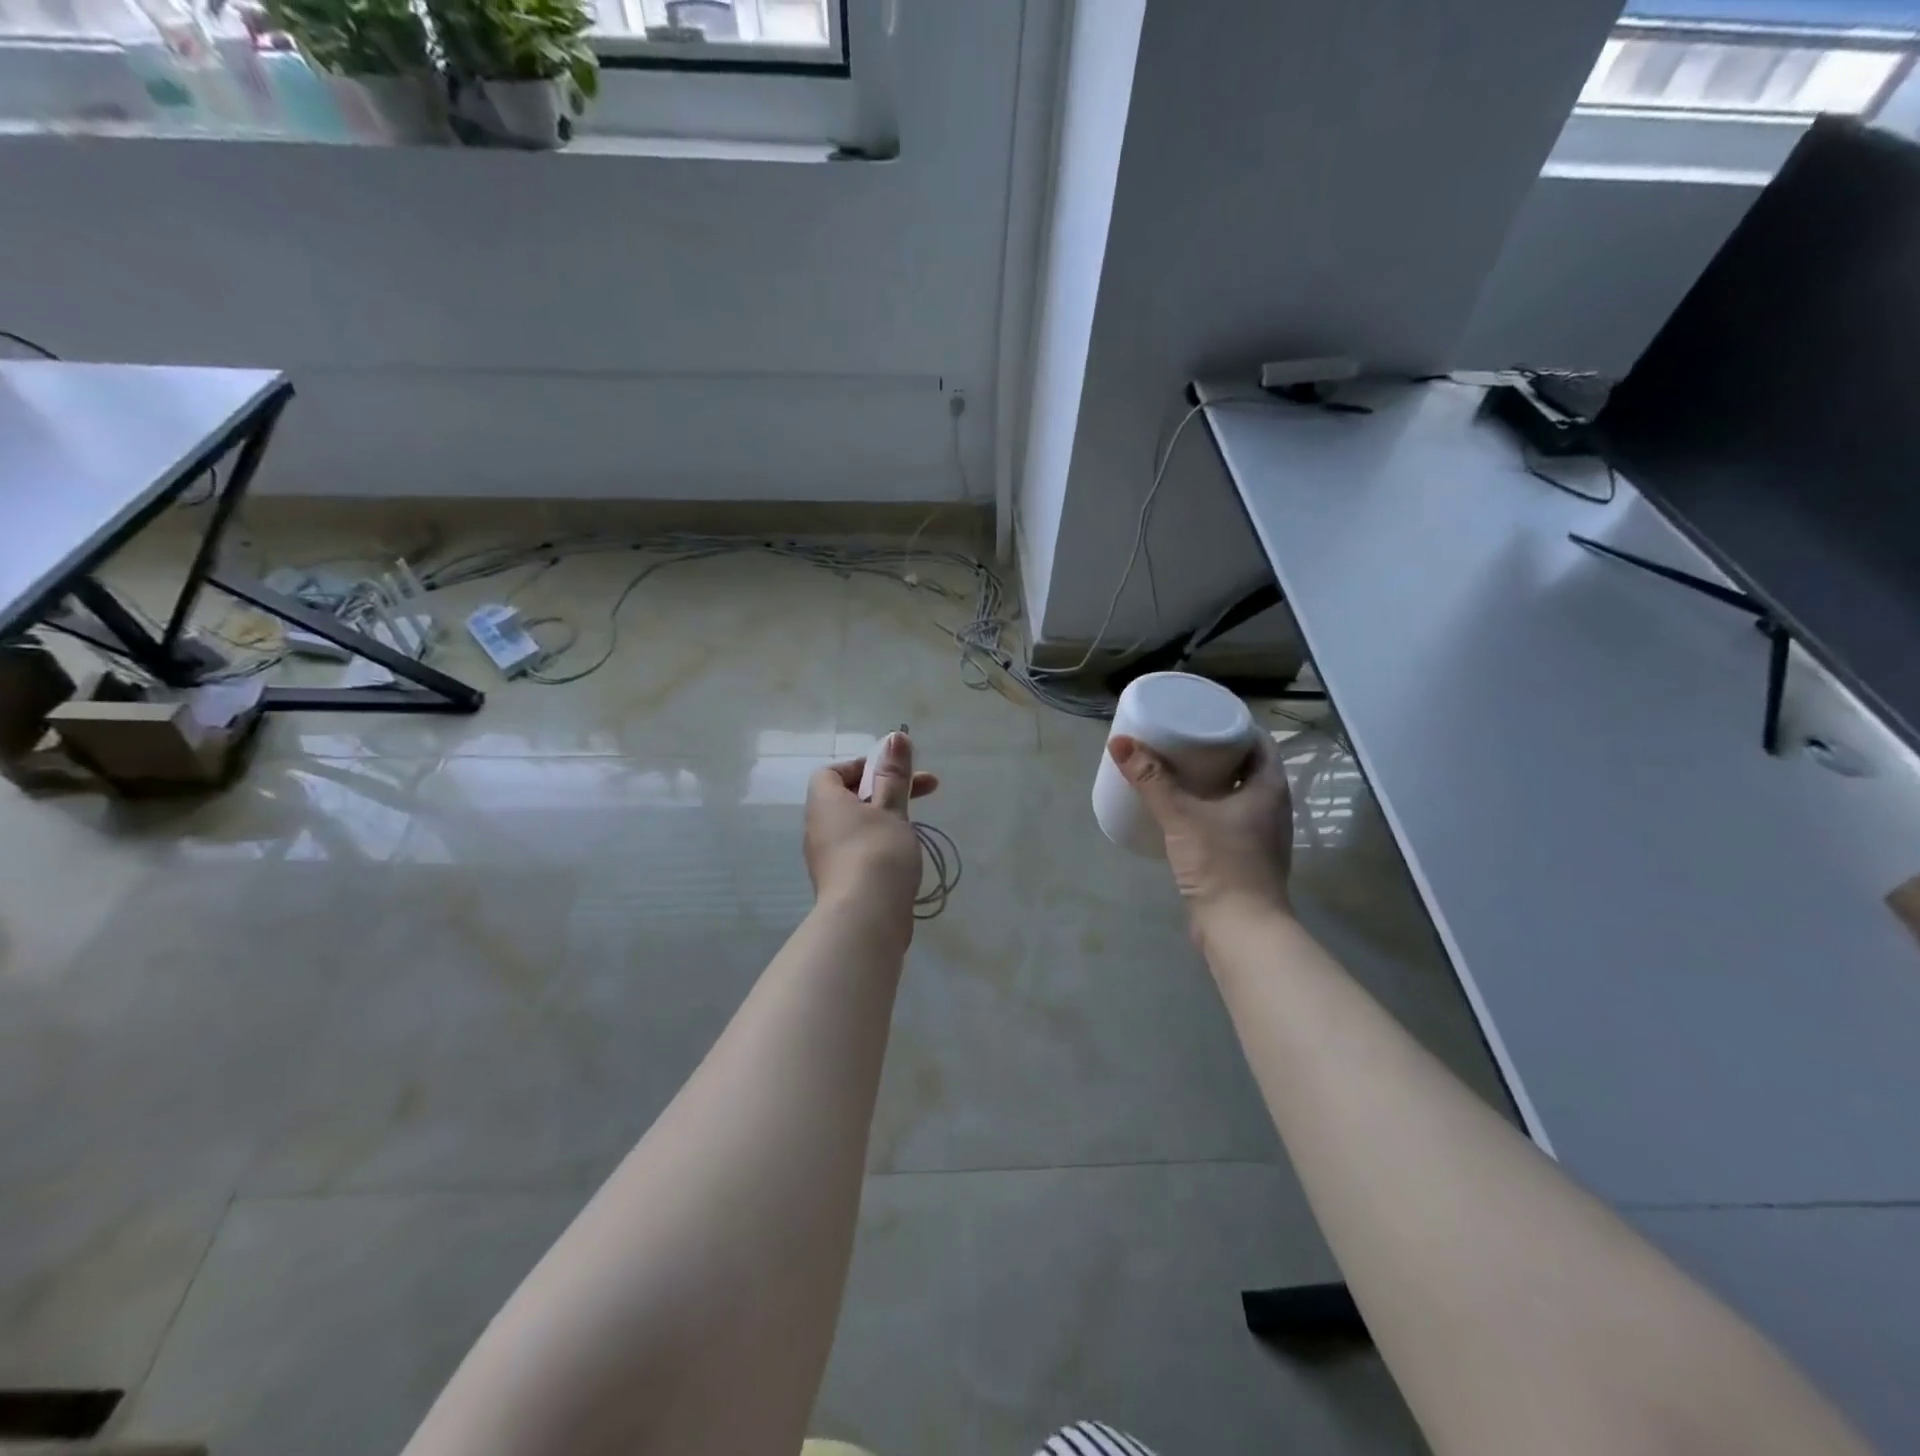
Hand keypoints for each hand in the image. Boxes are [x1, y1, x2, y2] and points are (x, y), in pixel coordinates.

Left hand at [804, 732, 938, 923]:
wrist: (865, 918)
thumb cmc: (878, 851)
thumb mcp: (892, 807)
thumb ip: (894, 774)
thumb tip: (896, 736)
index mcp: (824, 802)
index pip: (832, 772)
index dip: (862, 766)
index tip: (893, 772)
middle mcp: (818, 827)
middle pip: (848, 798)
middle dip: (886, 790)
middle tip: (926, 790)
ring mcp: (826, 858)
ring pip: (856, 826)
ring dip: (885, 818)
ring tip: (916, 825)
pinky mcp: (839, 882)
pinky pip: (858, 851)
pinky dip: (879, 845)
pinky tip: (904, 857)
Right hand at [1108, 731, 1293, 924]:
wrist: (1240, 929)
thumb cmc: (1221, 865)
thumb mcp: (1181, 816)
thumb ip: (1151, 780)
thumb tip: (1120, 742)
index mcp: (1269, 789)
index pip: (1259, 743)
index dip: (1234, 726)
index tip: (1203, 717)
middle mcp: (1272, 808)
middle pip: (1247, 767)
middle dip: (1217, 751)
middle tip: (1182, 738)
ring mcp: (1261, 835)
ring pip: (1238, 794)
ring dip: (1213, 780)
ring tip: (1177, 768)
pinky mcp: (1245, 857)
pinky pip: (1229, 818)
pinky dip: (1208, 807)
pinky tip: (1183, 809)